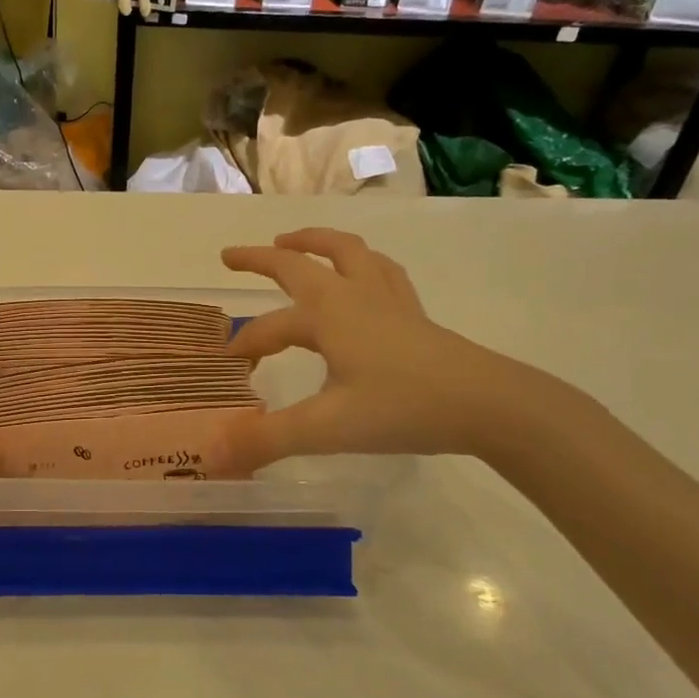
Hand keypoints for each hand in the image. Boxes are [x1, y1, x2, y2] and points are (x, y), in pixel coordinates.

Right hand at [220, 228, 520, 469]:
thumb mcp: (326, 428)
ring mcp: (388, 299)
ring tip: (294, 241)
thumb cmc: (402, 408)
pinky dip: (360, 262)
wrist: (487, 404)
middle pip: (300, 263)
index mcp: (326, 315)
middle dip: (262, 258)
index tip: (228, 365)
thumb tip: (211, 456)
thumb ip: (266, 439)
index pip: (270, 327)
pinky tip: (362, 272)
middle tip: (232, 255)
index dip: (246, 344)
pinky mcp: (414, 312)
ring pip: (347, 252)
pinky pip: (381, 270)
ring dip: (315, 242)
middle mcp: (352, 295)